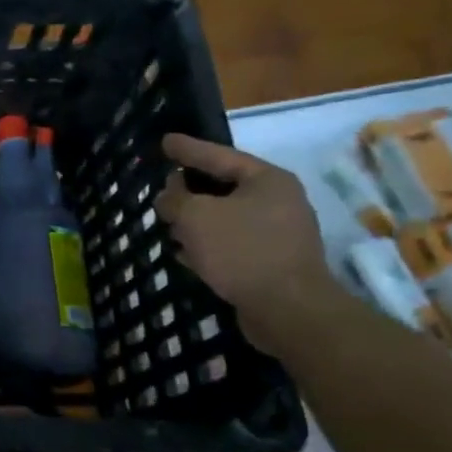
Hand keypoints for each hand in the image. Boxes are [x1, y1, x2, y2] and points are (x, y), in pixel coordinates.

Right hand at [155, 133, 337, 354]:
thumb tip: (167, 195)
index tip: (165, 140)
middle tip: (163, 187)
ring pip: (226, 218)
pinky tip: (185, 253)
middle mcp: (279, 202)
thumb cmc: (242, 251)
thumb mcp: (195, 217)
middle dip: (190, 189)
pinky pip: (232, 243)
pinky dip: (208, 245)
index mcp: (267, 180)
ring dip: (196, 221)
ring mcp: (278, 234)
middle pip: (224, 187)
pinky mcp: (272, 262)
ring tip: (168, 224)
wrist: (288, 311)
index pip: (219, 155)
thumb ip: (175, 199)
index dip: (188, 149)